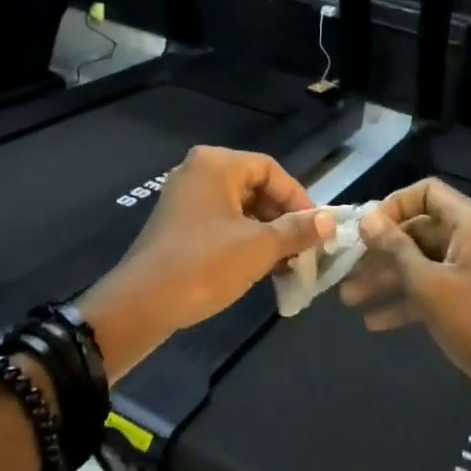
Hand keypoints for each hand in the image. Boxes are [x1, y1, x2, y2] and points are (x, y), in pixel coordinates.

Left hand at [81, 146, 333, 379]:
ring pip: (241, 209)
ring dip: (268, 234)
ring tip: (289, 264)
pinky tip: (263, 268)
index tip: (318, 229)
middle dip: (284, 219)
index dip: (299, 198)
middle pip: (256, 188)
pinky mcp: (179, 226)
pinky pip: (222, 224)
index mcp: (217, 164)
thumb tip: (330, 222)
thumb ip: (297, 230)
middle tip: (306, 248)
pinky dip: (245, 241)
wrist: (140, 305)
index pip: (272, 170)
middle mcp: (199, 172)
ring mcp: (186, 199)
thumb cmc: (204, 265)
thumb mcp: (259, 247)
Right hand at [342, 178, 470, 444]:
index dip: (393, 206)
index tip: (365, 231)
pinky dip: (405, 300)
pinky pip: (431, 288)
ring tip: (349, 300)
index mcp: (469, 222)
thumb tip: (367, 218)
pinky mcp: (468, 298)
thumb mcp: (429, 285)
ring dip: (386, 279)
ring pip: (420, 262)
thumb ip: (395, 249)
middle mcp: (470, 238)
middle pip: (417, 230)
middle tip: (346, 270)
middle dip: (381, 251)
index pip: (425, 192)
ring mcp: (469, 269)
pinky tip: (375, 322)